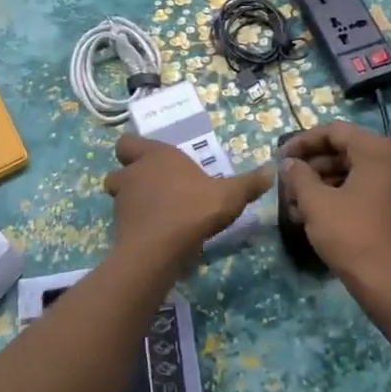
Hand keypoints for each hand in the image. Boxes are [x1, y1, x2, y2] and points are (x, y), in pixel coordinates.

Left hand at [104, 135, 270, 264]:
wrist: (160, 248)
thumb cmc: (193, 208)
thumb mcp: (230, 195)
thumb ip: (249, 183)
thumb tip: (271, 171)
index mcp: (155, 156)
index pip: (128, 143)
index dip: (136, 150)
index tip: (153, 160)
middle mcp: (133, 174)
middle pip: (120, 171)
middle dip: (131, 177)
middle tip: (155, 188)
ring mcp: (122, 203)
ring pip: (120, 197)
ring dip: (133, 202)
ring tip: (158, 214)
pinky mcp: (119, 229)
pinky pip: (125, 223)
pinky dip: (137, 226)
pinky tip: (158, 236)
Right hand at [280, 121, 390, 291]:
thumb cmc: (352, 236)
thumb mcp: (316, 203)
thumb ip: (299, 176)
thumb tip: (290, 163)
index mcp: (379, 151)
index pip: (335, 132)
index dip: (303, 141)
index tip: (281, 157)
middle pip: (347, 151)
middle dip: (314, 166)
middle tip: (288, 182)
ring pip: (357, 173)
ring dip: (325, 183)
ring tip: (297, 204)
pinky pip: (369, 190)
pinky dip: (344, 195)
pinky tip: (319, 215)